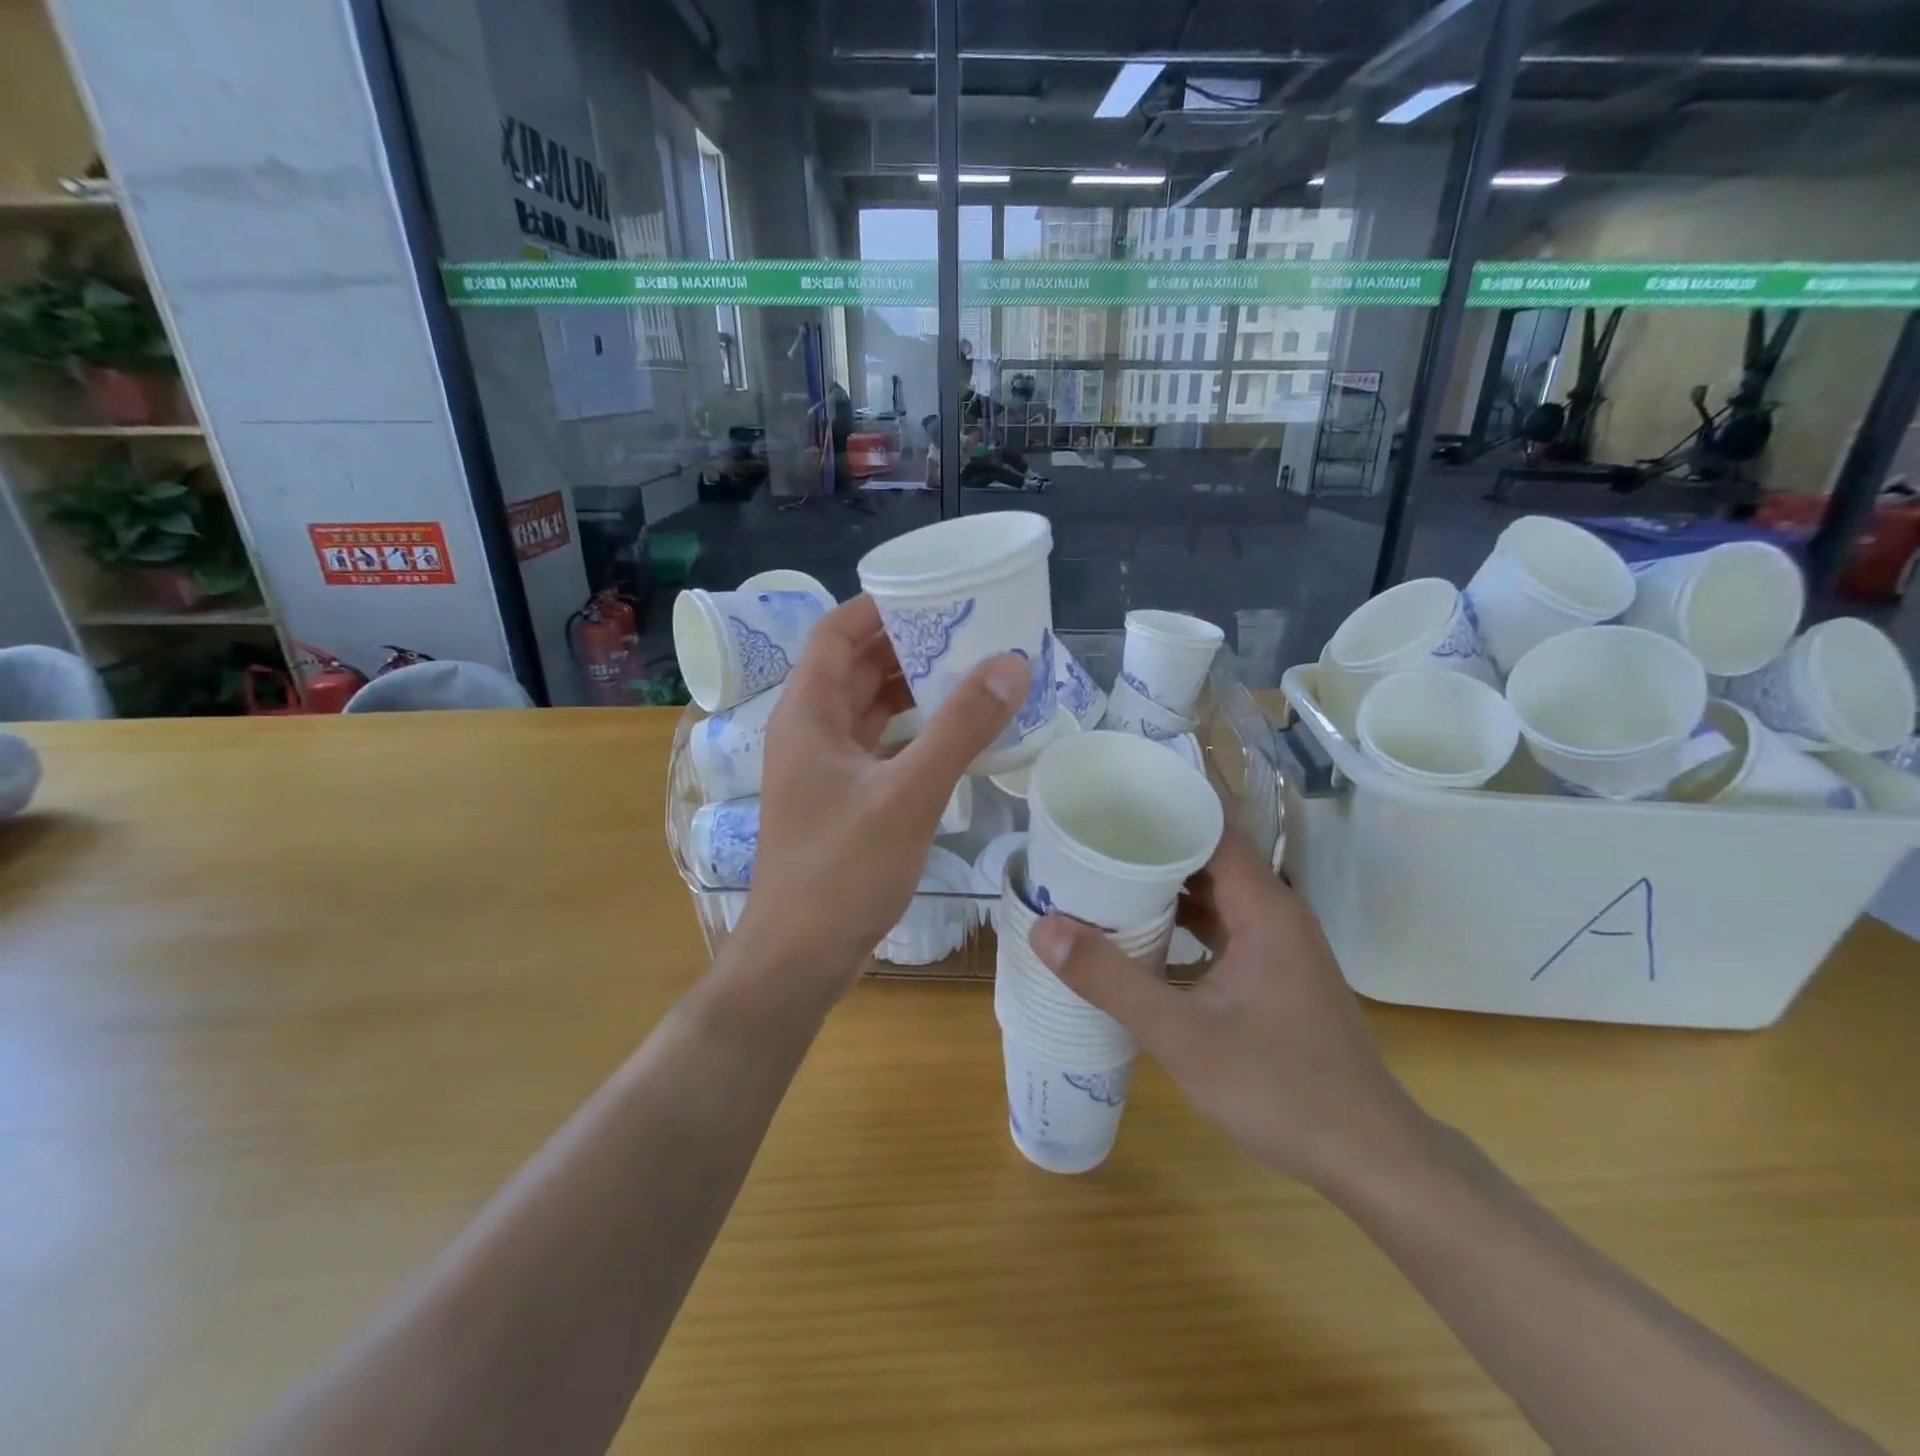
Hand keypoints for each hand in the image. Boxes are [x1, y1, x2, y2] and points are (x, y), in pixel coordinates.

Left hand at [738, 594, 1026, 987]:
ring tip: (971, 671)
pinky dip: (914, 730)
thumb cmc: (841, 872)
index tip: (936, 594)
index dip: (881, 606)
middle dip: (908, 644)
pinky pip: (880, 745)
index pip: (837, 633)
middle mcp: (810, 731)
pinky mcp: (843, 799)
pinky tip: (955, 733)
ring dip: (913, 688)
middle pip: (856, 666)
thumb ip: (959, 729)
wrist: (799, 958)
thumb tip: (1010, 664)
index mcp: (808, 713)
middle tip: (969, 630)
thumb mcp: (907, 796)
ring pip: (869, 707)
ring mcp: (824, 768)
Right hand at [1029, 833, 1427, 1192]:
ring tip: (1102, 876)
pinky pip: (1220, 924)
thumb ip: (1112, 981)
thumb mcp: (1183, 1036)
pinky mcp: (1272, 971)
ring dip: (1164, 885)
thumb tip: (1044, 929)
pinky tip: (1141, 934)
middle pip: (1208, 855)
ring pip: (1213, 892)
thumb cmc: (1280, 1087)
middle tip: (1088, 839)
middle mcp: (1274, 911)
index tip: (1107, 803)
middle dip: (1150, 844)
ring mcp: (1276, 943)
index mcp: (1264, 906)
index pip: (1211, 827)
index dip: (1161, 808)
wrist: (1367, 1155)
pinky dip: (1181, 920)